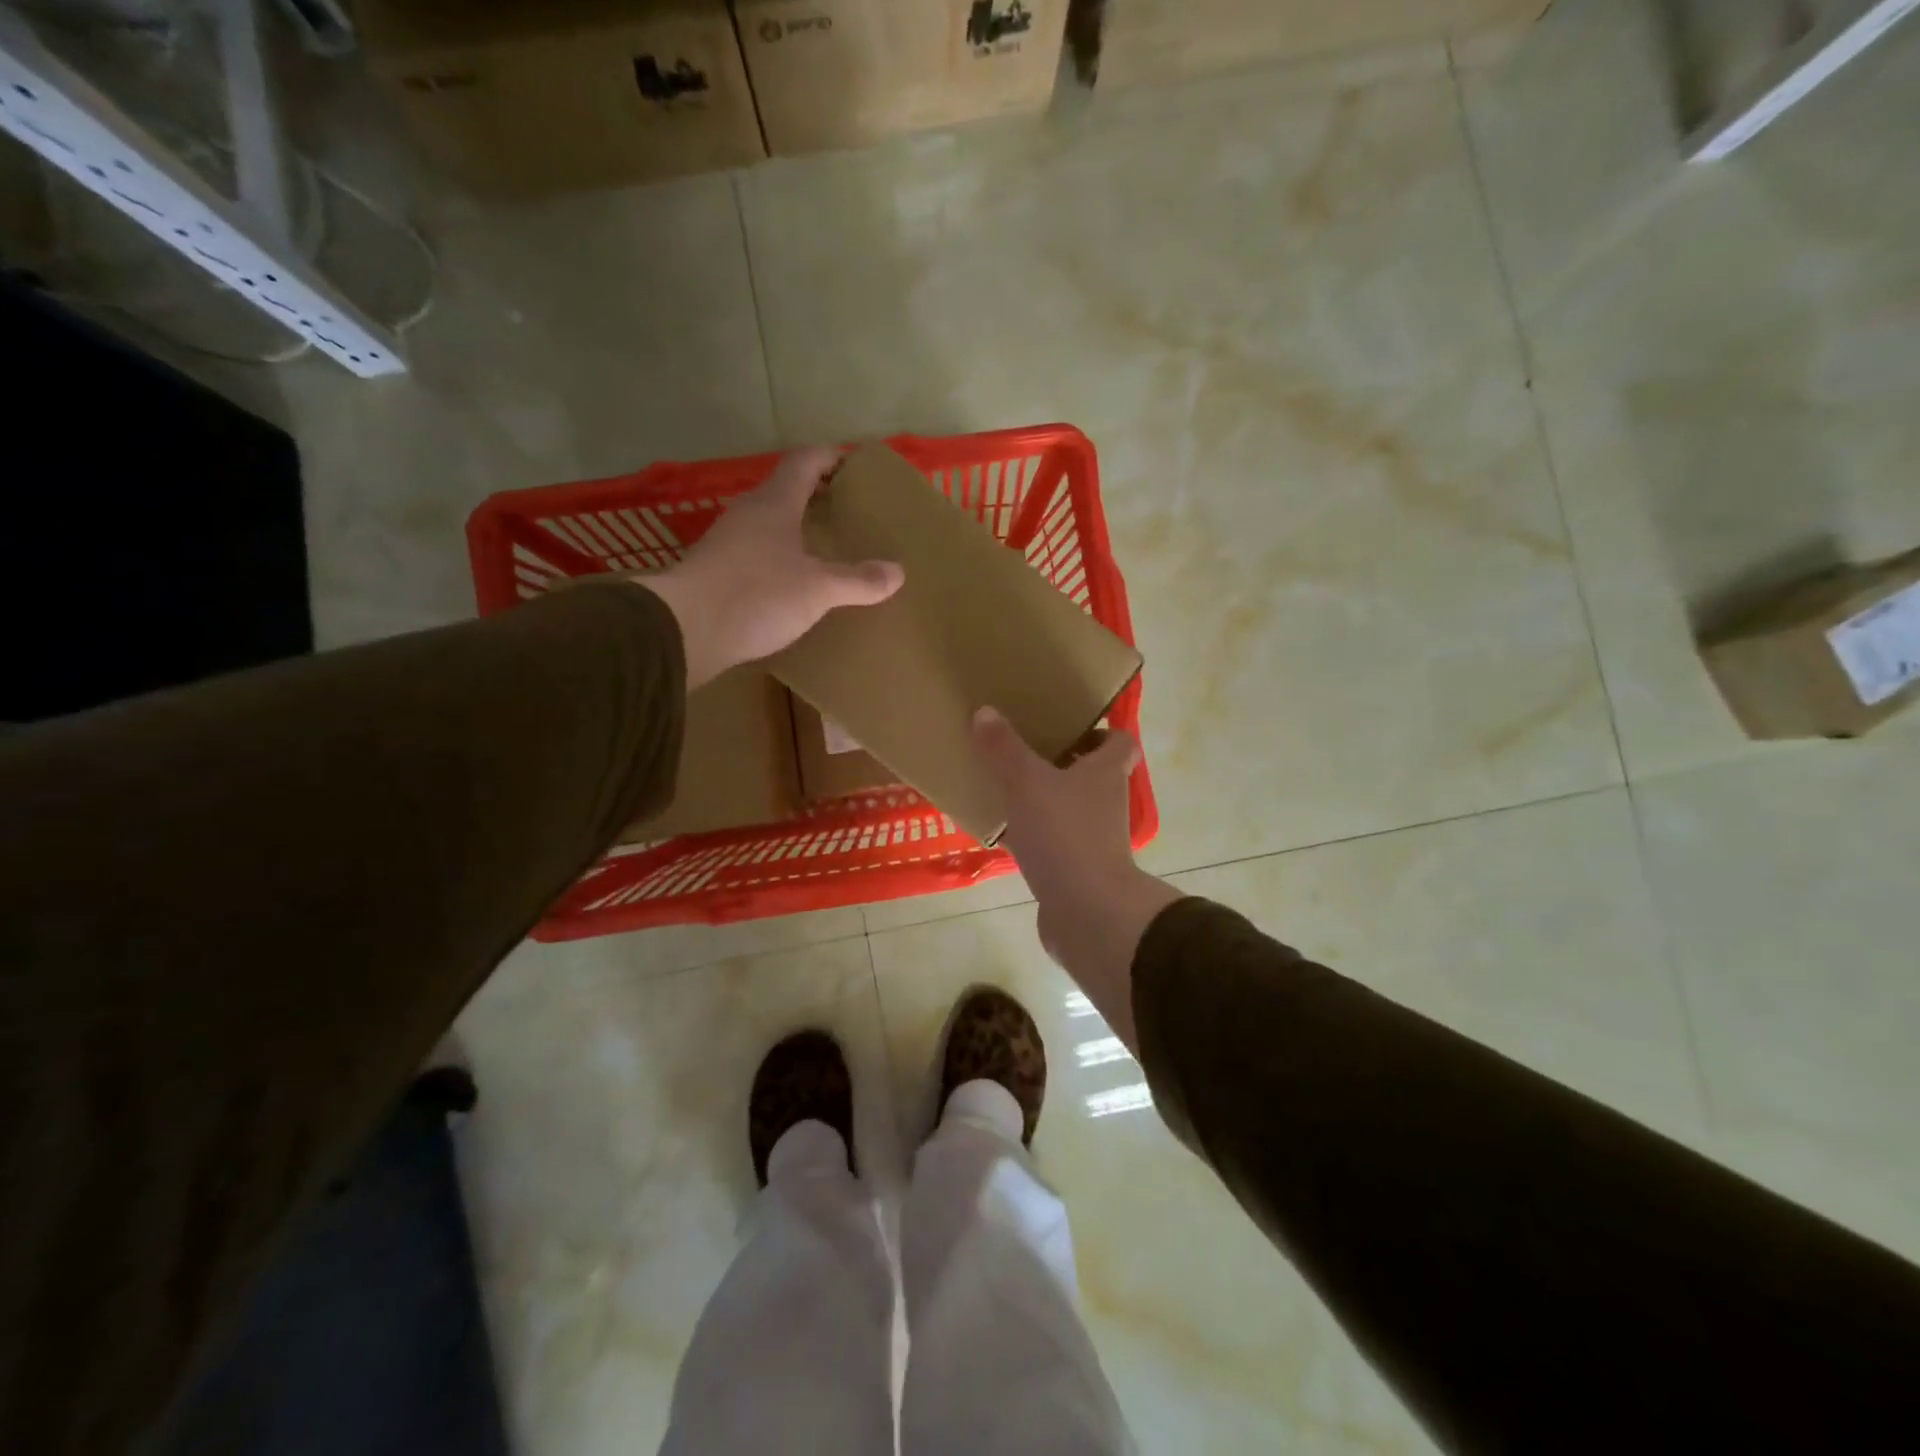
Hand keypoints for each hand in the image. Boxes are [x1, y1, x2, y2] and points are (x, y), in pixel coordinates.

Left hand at [642, 449, 903, 687]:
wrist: (684, 630)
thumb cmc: (756, 595)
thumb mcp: (818, 589)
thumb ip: (858, 580)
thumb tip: (897, 572)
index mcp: (774, 504)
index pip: (804, 462)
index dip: (830, 457)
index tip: (852, 463)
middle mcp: (747, 514)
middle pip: (784, 491)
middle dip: (815, 496)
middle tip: (845, 511)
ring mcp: (726, 543)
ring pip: (767, 524)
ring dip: (793, 529)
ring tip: (822, 548)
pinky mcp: (714, 573)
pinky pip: (754, 554)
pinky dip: (776, 558)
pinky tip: (790, 583)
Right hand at [973, 708, 1181, 1051]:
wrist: (1087, 913)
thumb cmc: (1064, 834)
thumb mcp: (1026, 782)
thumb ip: (1004, 748)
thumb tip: (986, 712)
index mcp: (1105, 774)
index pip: (1120, 742)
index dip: (1099, 732)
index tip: (1065, 727)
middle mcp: (1107, 803)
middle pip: (1092, 775)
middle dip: (1061, 764)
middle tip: (1024, 753)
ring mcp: (1096, 841)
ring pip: (1070, 810)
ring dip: (1044, 801)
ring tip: (1005, 790)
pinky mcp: (1079, 871)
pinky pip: (1054, 845)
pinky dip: (1033, 838)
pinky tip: (1001, 834)